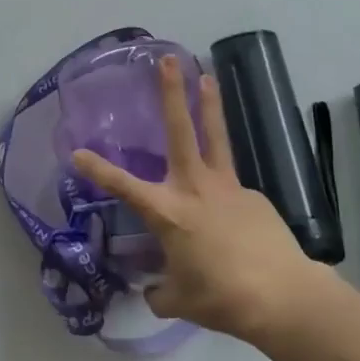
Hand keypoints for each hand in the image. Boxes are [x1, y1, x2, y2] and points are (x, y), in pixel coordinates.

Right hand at [73, 56, 321, 342]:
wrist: (283, 297)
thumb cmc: (222, 298)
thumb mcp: (180, 300)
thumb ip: (161, 292)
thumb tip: (154, 292)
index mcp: (168, 212)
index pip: (123, 186)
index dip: (97, 169)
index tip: (77, 151)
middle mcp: (194, 188)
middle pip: (180, 131)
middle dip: (171, 93)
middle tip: (168, 60)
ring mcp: (228, 187)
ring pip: (215, 137)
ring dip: (208, 105)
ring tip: (207, 76)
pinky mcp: (253, 196)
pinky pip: (232, 190)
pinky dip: (227, 196)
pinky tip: (235, 222)